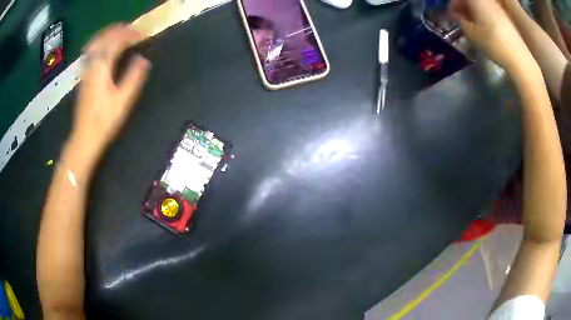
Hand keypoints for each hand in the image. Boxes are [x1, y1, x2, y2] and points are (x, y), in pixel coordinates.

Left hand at [72, 24, 150, 157]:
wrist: (84, 136)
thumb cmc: (104, 120)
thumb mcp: (123, 100)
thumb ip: (133, 76)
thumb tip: (143, 60)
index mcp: (102, 67)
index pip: (117, 41)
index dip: (131, 35)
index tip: (143, 35)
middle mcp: (92, 64)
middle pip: (104, 37)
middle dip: (119, 30)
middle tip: (132, 30)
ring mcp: (86, 70)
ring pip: (96, 43)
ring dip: (109, 34)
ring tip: (120, 34)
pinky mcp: (84, 76)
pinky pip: (92, 51)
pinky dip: (100, 43)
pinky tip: (105, 48)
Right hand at [449, 0, 531, 70]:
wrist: (518, 57)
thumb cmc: (493, 42)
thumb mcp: (472, 34)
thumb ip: (461, 22)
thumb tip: (458, 18)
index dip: (453, 4)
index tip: (451, 15)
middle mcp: (487, 0)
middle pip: (471, 0)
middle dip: (463, 6)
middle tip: (459, 19)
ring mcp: (497, 8)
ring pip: (481, 5)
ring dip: (473, 11)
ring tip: (471, 24)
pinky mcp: (505, 17)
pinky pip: (489, 10)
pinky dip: (483, 15)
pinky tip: (483, 27)